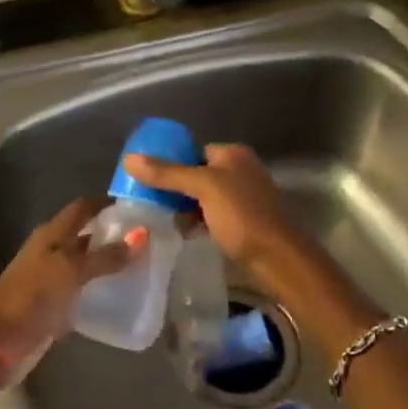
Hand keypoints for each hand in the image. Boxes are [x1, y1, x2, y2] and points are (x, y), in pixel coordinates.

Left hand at [0, 197, 127, 397]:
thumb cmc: (31, 297)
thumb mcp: (70, 272)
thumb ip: (105, 256)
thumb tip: (141, 234)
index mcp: (52, 234)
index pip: (83, 207)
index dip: (107, 203)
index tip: (139, 206)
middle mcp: (51, 251)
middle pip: (84, 234)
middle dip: (112, 234)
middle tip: (147, 238)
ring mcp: (49, 279)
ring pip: (83, 263)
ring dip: (106, 262)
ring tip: (141, 266)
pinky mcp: (50, 305)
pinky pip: (79, 290)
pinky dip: (97, 289)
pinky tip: (118, 296)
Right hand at [123, 144, 316, 284]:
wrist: (278, 258)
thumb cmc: (242, 215)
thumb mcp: (202, 188)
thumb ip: (167, 173)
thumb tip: (129, 158)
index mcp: (233, 154)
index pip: (193, 150)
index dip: (170, 161)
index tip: (146, 177)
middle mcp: (240, 170)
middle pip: (197, 173)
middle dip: (174, 186)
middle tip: (148, 199)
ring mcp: (243, 197)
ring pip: (204, 196)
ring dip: (184, 206)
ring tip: (158, 216)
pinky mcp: (243, 221)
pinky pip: (212, 214)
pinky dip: (197, 220)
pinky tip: (181, 231)